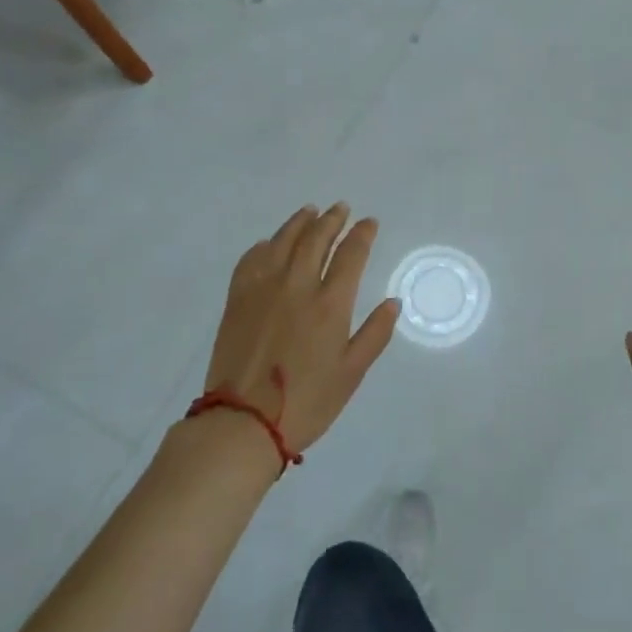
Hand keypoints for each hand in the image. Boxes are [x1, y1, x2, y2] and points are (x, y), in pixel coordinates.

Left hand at [203, 204, 400, 456]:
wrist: (243, 423)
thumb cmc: (307, 402)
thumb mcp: (352, 373)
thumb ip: (375, 334)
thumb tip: (393, 302)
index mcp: (330, 304)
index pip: (351, 254)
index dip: (362, 234)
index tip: (369, 222)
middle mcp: (298, 286)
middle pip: (316, 239)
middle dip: (332, 220)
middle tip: (341, 208)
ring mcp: (264, 289)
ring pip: (284, 241)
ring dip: (300, 222)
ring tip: (310, 212)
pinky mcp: (238, 299)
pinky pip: (251, 259)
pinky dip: (265, 245)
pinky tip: (271, 243)